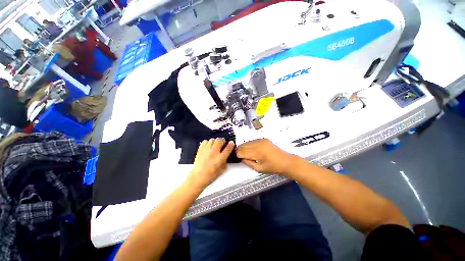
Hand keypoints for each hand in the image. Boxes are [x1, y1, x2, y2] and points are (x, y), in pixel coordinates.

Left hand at [189, 138, 234, 189]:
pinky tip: (209, 146)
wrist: (198, 177)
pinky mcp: (200, 150)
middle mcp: (214, 152)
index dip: (231, 144)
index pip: (228, 148)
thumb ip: (225, 161)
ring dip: (216, 141)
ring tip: (216, 144)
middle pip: (220, 140)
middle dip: (223, 141)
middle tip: (223, 143)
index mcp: (220, 158)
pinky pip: (205, 141)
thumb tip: (226, 156)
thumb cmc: (209, 175)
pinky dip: (208, 142)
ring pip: (213, 139)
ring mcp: (206, 150)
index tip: (231, 143)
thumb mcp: (222, 170)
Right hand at [236, 139, 296, 175]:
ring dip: (243, 147)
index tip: (237, 158)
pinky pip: (252, 141)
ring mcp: (261, 140)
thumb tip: (241, 158)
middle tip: (238, 155)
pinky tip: (250, 149)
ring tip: (244, 152)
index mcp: (257, 153)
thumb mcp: (259, 169)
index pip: (242, 152)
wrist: (286, 161)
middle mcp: (258, 144)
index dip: (238, 155)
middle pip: (243, 146)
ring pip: (247, 142)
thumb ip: (248, 163)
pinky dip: (249, 145)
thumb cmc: (273, 167)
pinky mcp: (263, 139)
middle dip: (239, 150)